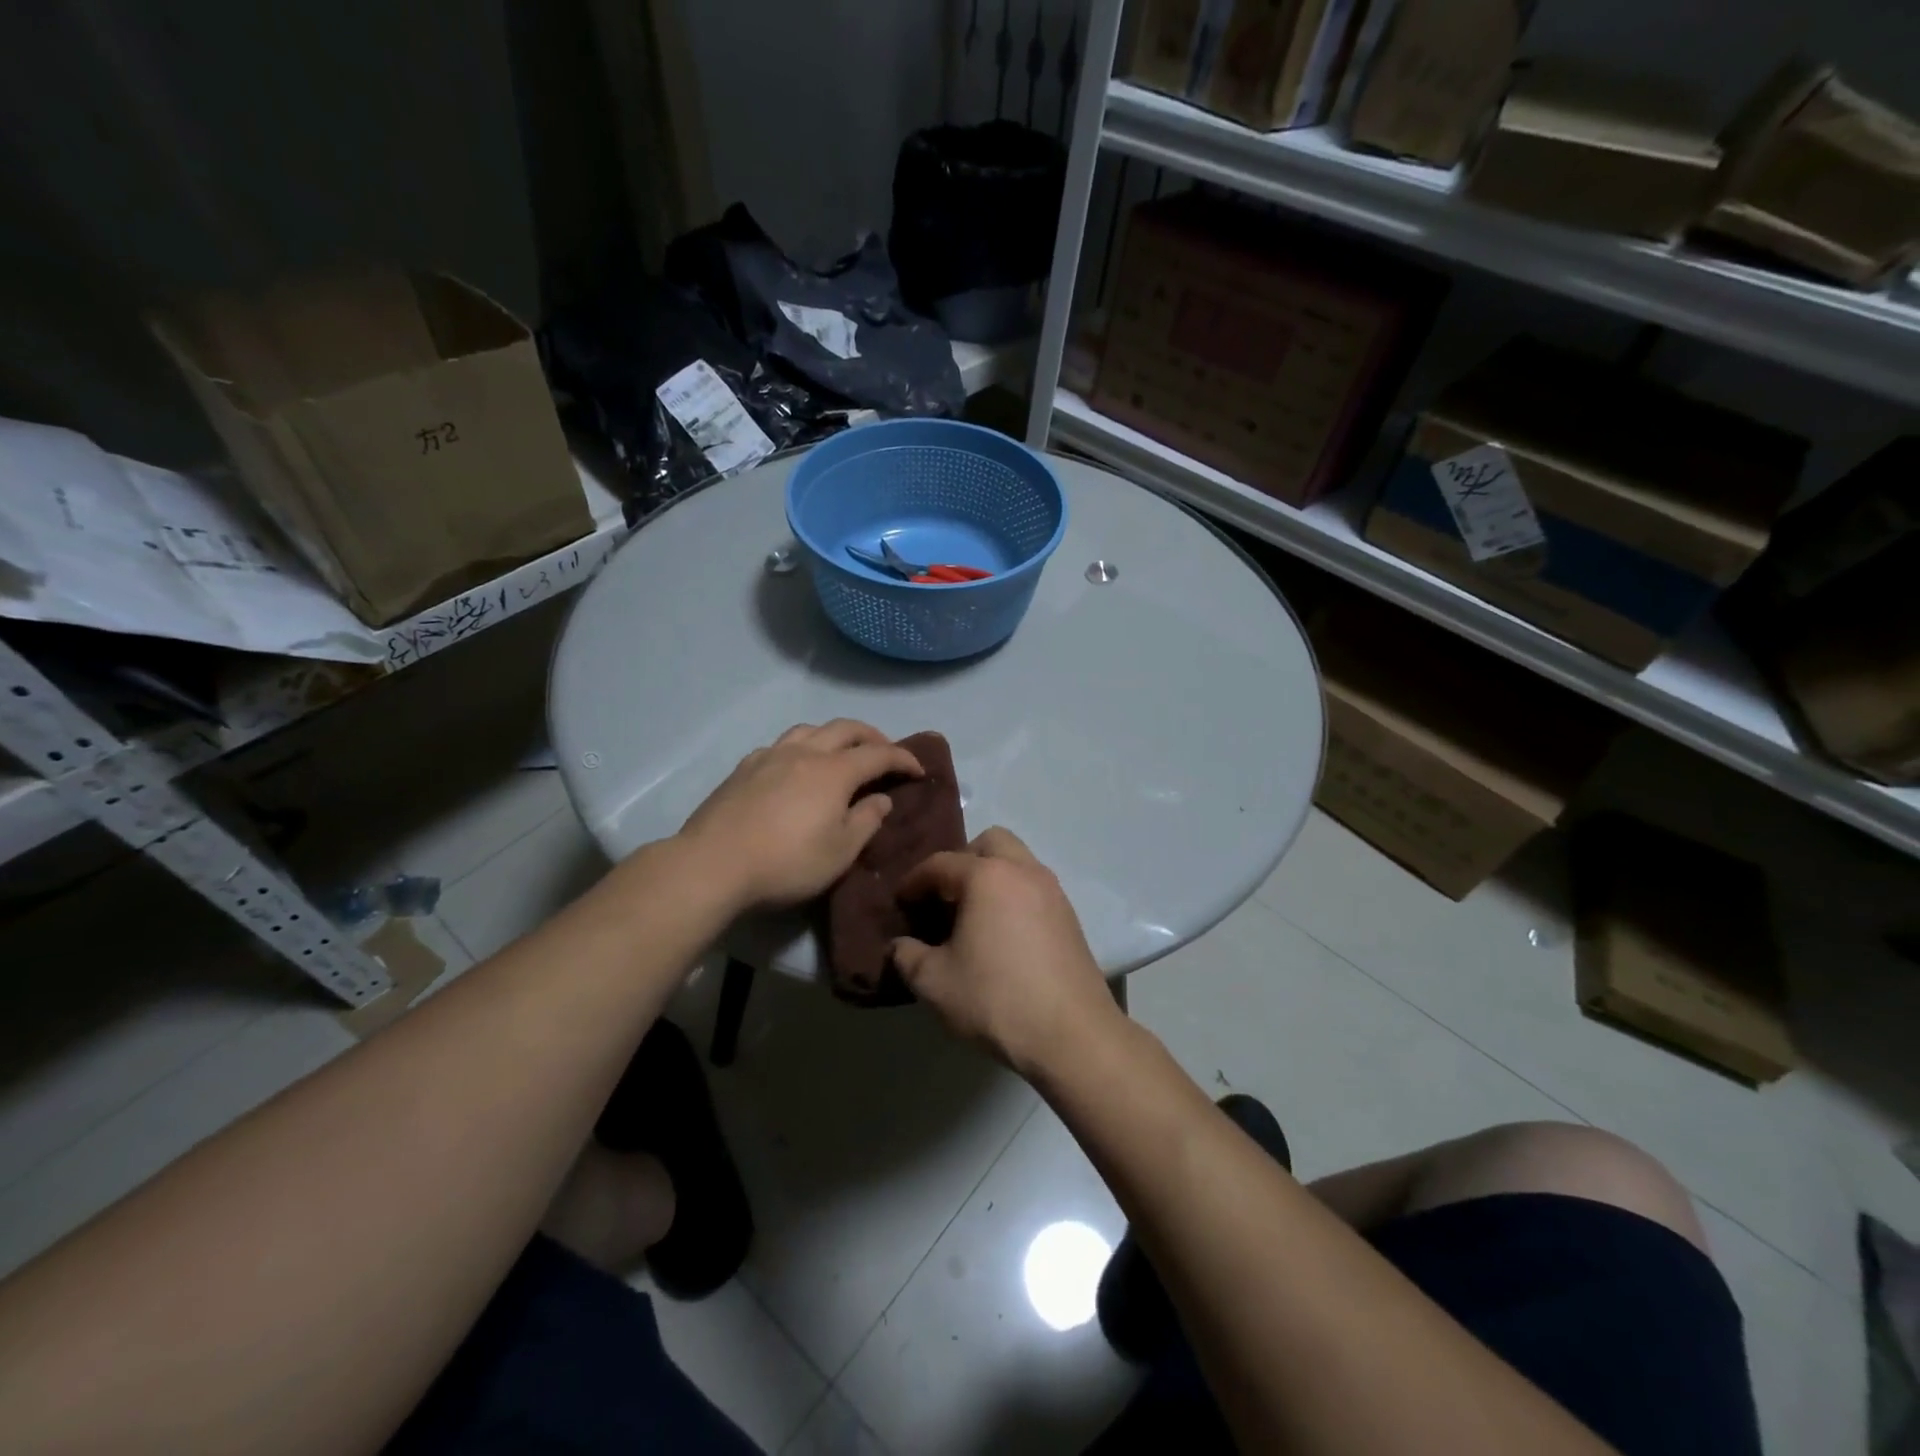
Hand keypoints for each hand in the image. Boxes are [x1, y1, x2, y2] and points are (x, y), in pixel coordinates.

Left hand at [678, 721, 922, 911]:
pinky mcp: (744, 768)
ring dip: (834, 735)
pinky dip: (802, 747)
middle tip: (886, 752)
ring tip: (841, 752)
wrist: (713, 864)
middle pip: (845, 729)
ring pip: (810, 729)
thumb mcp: (840, 852)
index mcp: (834, 771)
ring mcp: (770, 756)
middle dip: (872, 736)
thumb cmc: (787, 863)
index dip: (903, 758)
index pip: (879, 754)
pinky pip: (782, 744)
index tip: (919, 769)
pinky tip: (796, 766)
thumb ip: (866, 821)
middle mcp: (804, 752)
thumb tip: (881, 799)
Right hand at [891, 828, 1122, 1078]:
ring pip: (1017, 862)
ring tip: (972, 916)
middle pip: (989, 843)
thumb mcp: (935, 983)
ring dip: (991, 876)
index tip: (900, 903)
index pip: (940, 863)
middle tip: (943, 897)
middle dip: (961, 861)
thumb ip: (908, 956)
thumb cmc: (996, 1000)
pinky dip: (1013, 895)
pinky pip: (1033, 887)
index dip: (914, 881)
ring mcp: (1053, 891)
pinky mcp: (1070, 916)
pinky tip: (1002, 934)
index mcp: (987, 876)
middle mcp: (1023, 871)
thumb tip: (899, 945)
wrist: (1072, 1035)